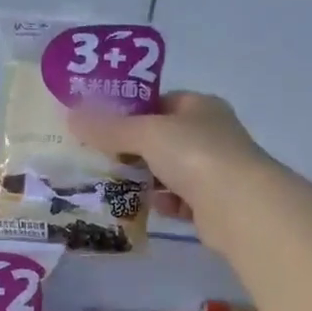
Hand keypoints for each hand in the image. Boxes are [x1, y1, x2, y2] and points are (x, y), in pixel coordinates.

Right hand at [69, 92, 276, 250]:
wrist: (239, 206)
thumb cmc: (196, 155)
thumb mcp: (147, 134)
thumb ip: (111, 129)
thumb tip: (72, 117)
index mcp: (200, 107)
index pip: (161, 102)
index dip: (131, 111)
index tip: (100, 125)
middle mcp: (210, 135)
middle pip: (163, 139)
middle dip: (132, 150)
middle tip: (98, 158)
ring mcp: (213, 171)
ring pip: (169, 172)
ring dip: (145, 179)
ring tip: (112, 185)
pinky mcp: (211, 205)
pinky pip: (178, 201)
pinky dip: (162, 203)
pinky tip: (143, 208)